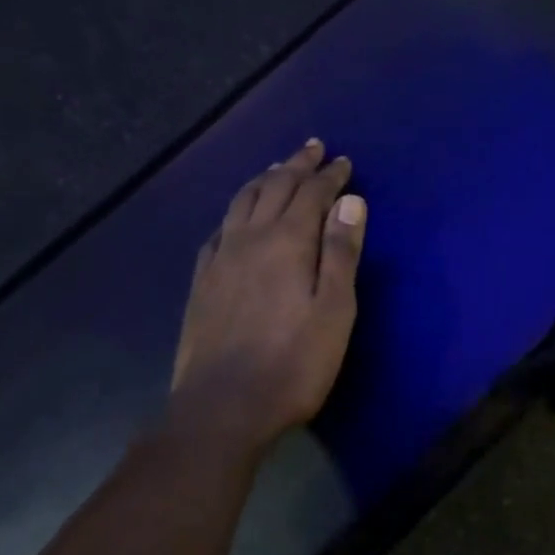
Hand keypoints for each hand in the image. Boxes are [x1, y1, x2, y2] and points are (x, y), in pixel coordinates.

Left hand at [171, 138, 367, 451]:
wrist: (222, 407)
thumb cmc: (292, 363)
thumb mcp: (334, 311)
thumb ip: (341, 253)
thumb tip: (351, 201)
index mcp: (287, 242)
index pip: (312, 194)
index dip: (330, 176)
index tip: (343, 161)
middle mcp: (249, 238)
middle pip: (274, 187)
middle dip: (296, 165)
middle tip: (312, 148)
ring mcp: (220, 258)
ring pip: (242, 202)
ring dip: (264, 179)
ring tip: (277, 168)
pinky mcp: (202, 281)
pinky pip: (220, 228)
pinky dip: (235, 210)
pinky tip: (237, 216)